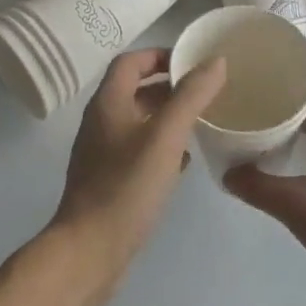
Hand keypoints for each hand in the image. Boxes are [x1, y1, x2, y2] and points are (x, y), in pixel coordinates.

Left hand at [47, 48, 226, 305]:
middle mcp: (101, 121)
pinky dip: (161, 147)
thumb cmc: (126, 186)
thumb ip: (191, 96)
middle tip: (205, 92)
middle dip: (169, 87)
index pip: (131, 61)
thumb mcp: (166, 137)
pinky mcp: (109, 180)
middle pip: (135, 90)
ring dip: (167, 117)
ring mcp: (102, 153)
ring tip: (201, 122)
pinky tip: (183, 162)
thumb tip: (216, 61)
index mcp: (108, 102)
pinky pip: (137, 150)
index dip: (159, 55)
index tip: (193, 62)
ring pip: (138, 122)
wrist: (89, 250)